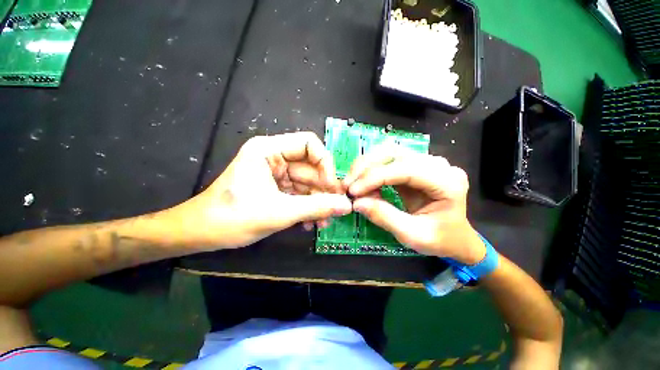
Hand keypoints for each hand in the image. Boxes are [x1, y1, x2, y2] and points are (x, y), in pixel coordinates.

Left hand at [167, 132, 351, 248]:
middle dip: (322, 190)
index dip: (326, 164)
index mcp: (268, 149)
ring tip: (323, 224)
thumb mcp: (279, 212)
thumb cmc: (235, 216)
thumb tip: (348, 206)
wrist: (204, 231)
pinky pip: (293, 194)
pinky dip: (302, 207)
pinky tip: (308, 225)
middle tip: (335, 213)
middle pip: (308, 166)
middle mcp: (270, 156)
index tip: (334, 189)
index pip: (309, 144)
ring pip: (302, 182)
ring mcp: (269, 173)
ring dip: (314, 202)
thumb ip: (316, 207)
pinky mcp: (267, 189)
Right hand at [343, 145, 485, 263]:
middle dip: (370, 166)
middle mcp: (442, 166)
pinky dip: (377, 170)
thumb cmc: (441, 241)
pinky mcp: (423, 167)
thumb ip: (385, 217)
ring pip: (395, 152)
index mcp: (447, 183)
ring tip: (353, 183)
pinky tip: (365, 183)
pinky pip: (395, 161)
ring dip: (370, 165)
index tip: (353, 191)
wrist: (458, 240)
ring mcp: (433, 164)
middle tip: (348, 185)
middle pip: (400, 153)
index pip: (408, 169)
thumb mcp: (413, 235)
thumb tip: (356, 202)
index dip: (377, 176)